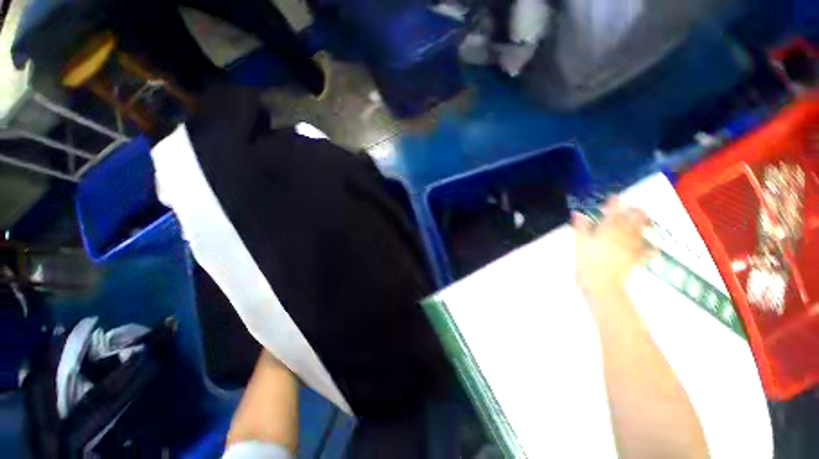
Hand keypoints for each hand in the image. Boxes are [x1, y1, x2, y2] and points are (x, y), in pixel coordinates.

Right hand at [573, 196, 652, 299]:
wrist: (601, 282)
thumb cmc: (587, 260)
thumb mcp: (580, 242)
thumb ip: (581, 227)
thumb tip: (578, 213)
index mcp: (609, 229)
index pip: (613, 212)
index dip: (614, 203)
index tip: (614, 196)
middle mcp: (624, 234)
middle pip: (633, 219)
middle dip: (633, 211)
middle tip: (632, 207)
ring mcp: (632, 246)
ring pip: (640, 231)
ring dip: (642, 223)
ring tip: (643, 218)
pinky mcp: (635, 258)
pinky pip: (645, 250)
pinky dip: (650, 248)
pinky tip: (654, 248)